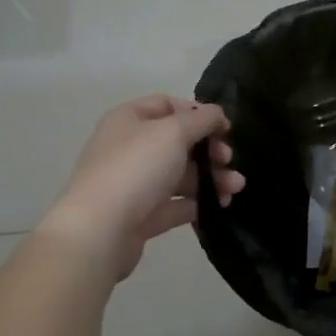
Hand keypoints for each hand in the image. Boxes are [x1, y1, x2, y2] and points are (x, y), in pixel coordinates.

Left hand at [39, 95, 245, 280]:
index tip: (224, 128)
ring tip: (235, 189)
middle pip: (178, 142)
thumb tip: (217, 114)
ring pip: (180, 175)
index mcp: (130, 119)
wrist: (100, 230)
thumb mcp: (174, 132)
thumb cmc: (136, 168)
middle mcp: (129, 147)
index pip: (168, 105)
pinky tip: (219, 207)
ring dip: (211, 178)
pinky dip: (197, 203)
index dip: (198, 113)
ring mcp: (134, 183)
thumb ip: (202, 119)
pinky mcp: (140, 215)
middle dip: (210, 150)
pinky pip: (174, 204)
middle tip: (228, 160)